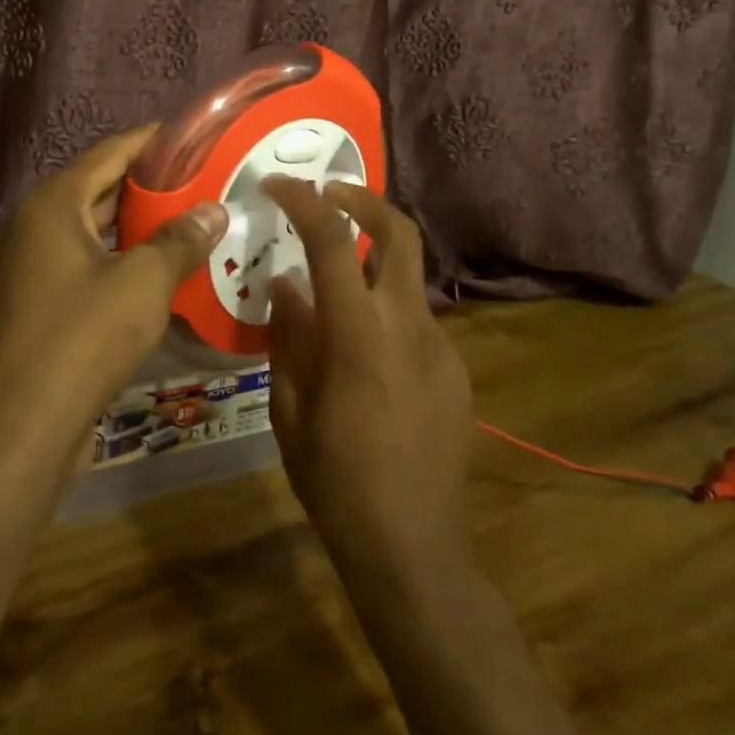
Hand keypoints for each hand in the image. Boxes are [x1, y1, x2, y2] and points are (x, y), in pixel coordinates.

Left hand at [0, 125, 226, 429]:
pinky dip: (116, 262)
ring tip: (184, 223)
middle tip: (197, 182)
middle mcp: (31, 228)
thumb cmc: (83, 336)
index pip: (107, 154)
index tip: (186, 136)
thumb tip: (213, 210)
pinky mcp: (33, 308)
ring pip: (89, 234)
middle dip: (146, 187)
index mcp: (52, 206)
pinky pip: (81, 267)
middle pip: (96, 191)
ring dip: (133, 228)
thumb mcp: (144, 282)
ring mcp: (27, 270)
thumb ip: (181, 240)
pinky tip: (153, 274)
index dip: (148, 142)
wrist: (20, 427)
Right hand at [262, 178, 475, 584]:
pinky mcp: (456, 370)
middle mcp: (408, 325)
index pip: (332, 241)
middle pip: (400, 232)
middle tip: (330, 195)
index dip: (303, 201)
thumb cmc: (336, 482)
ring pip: (407, 279)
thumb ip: (289, 338)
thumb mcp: (289, 410)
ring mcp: (441, 346)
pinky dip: (386, 314)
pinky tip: (365, 358)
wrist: (415, 549)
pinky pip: (416, 322)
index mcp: (358, 334)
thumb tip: (287, 286)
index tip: (277, 185)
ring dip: (372, 266)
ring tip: (334, 295)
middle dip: (364, 200)